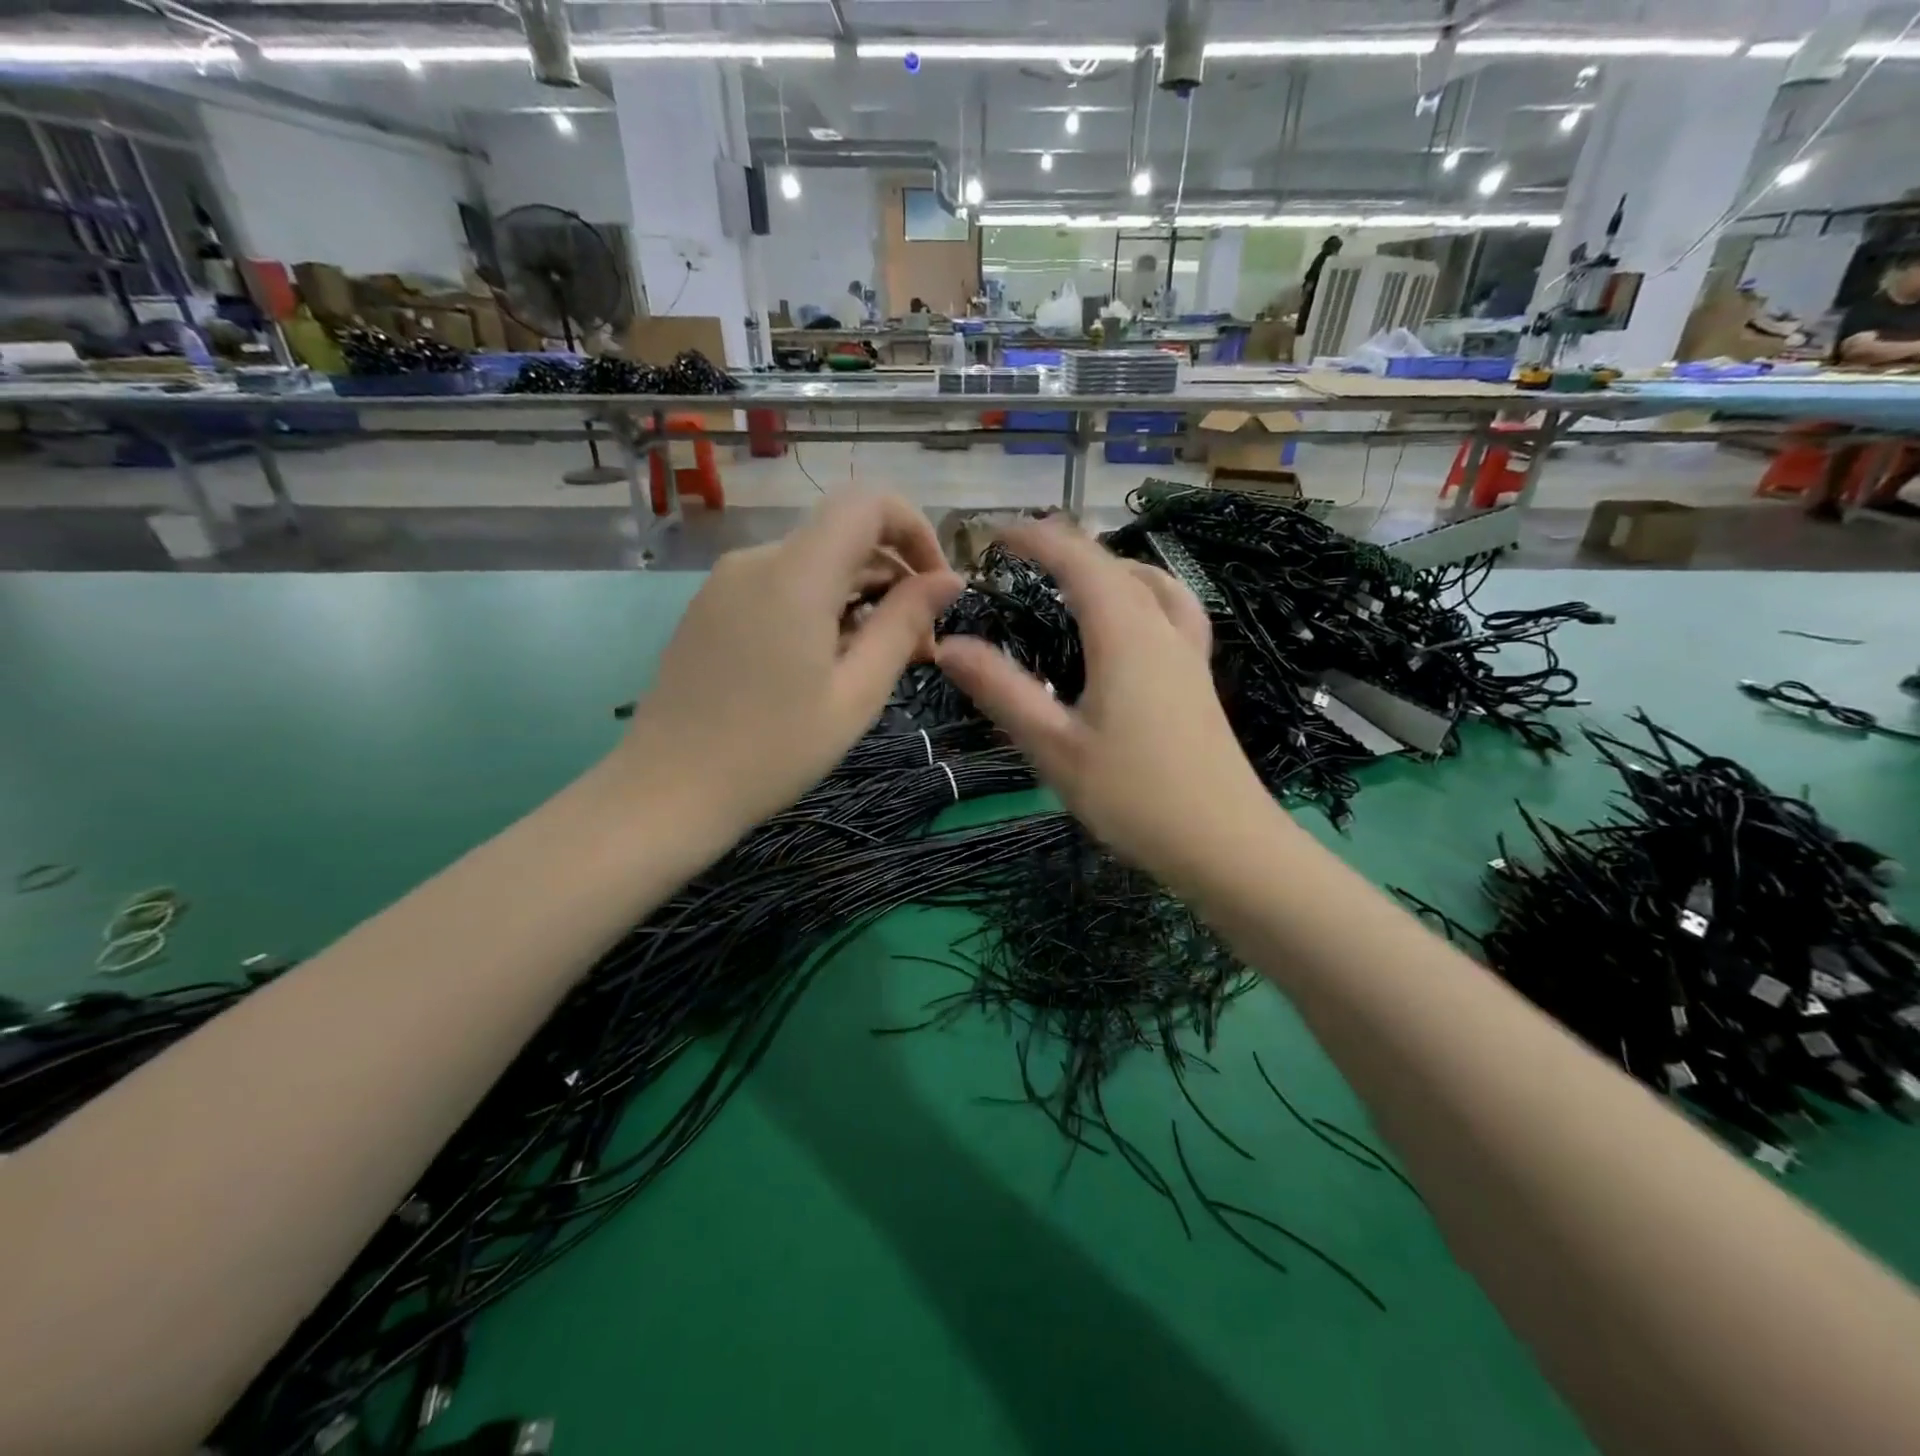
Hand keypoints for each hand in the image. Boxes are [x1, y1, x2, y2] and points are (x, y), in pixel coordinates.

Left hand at [619, 492, 961, 840]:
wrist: (666, 791)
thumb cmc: (772, 750)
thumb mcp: (856, 694)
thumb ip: (903, 625)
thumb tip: (948, 580)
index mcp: (796, 574)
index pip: (869, 503)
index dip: (916, 530)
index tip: (937, 588)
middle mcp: (757, 560)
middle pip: (844, 537)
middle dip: (894, 578)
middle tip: (920, 649)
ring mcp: (726, 582)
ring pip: (814, 564)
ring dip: (858, 598)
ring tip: (875, 664)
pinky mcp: (710, 607)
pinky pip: (780, 586)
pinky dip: (819, 608)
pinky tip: (825, 664)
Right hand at [935, 520, 1267, 886]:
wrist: (1225, 845)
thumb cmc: (1134, 796)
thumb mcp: (1054, 746)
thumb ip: (1002, 690)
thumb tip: (948, 645)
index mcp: (1124, 634)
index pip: (1077, 559)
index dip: (1034, 538)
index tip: (993, 533)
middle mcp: (1161, 630)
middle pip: (1114, 564)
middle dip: (1066, 548)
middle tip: (1021, 556)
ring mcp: (1188, 654)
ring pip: (1151, 583)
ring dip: (1109, 567)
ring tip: (1075, 579)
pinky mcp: (1199, 680)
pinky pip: (1172, 611)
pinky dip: (1143, 594)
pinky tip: (1134, 624)